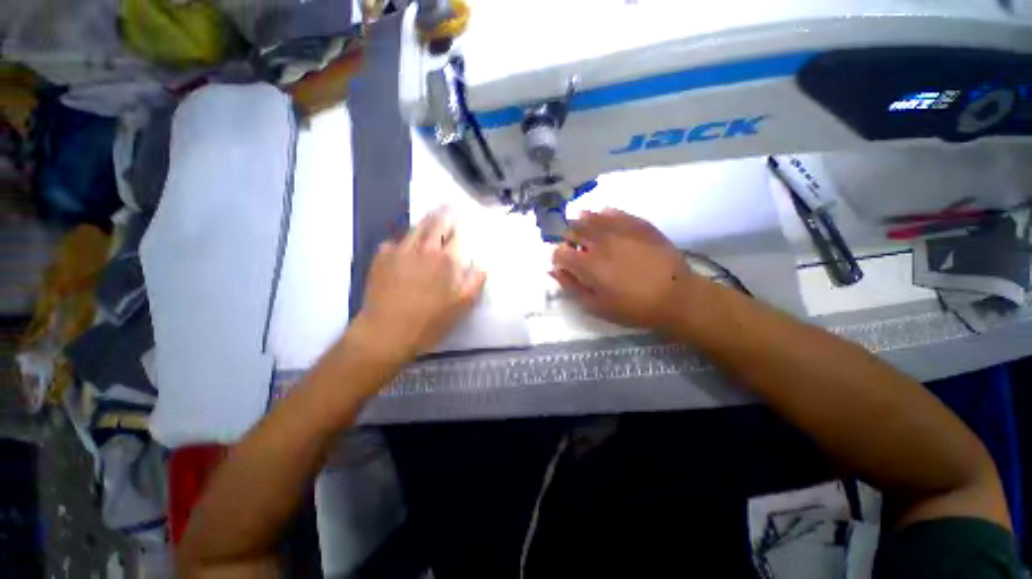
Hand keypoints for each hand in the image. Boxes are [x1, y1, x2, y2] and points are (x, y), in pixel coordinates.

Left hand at [353, 209, 485, 361]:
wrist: (386, 332)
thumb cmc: (429, 322)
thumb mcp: (461, 306)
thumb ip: (474, 283)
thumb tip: (482, 266)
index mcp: (446, 261)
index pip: (457, 236)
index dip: (461, 226)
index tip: (463, 218)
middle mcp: (424, 250)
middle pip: (436, 224)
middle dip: (444, 214)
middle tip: (448, 206)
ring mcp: (400, 251)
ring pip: (415, 228)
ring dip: (425, 221)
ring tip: (430, 217)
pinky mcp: (381, 258)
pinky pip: (394, 242)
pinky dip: (402, 241)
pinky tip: (403, 247)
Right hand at [551, 209, 701, 330]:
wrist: (676, 296)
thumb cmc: (632, 307)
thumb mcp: (596, 306)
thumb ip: (571, 287)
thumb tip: (553, 271)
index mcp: (587, 265)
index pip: (559, 252)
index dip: (558, 258)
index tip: (565, 265)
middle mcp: (599, 242)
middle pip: (572, 230)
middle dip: (569, 240)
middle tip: (578, 250)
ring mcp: (619, 229)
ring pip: (590, 216)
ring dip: (583, 224)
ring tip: (589, 235)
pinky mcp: (637, 223)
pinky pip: (613, 212)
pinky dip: (603, 216)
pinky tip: (605, 222)